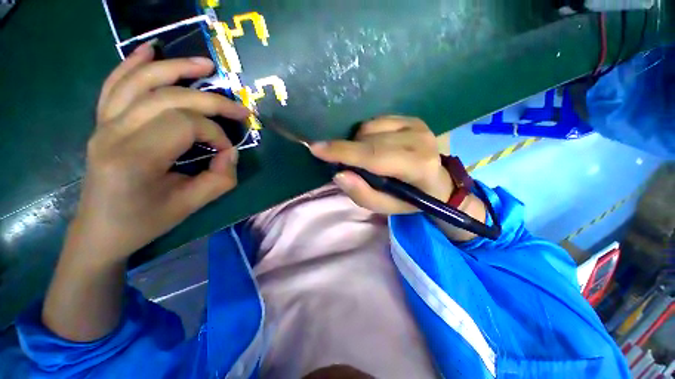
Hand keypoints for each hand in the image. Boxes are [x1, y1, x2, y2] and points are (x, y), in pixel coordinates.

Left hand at [73, 41, 249, 264]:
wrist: (101, 230)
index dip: (215, 134)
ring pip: (141, 82)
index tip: (226, 151)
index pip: (185, 125)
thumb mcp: (192, 206)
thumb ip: (220, 178)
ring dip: (176, 68)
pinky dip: (132, 64)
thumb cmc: (146, 221)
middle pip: (169, 98)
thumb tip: (230, 151)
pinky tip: (150, 50)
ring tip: (205, 65)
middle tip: (240, 108)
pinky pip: (115, 84)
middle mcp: (114, 133)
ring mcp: (103, 124)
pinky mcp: (101, 122)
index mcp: (134, 159)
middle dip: (211, 101)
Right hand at [309, 116, 453, 214]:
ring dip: (358, 143)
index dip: (343, 152)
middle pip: (369, 140)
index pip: (374, 156)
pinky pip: (376, 120)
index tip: (316, 148)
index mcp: (418, 167)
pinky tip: (374, 145)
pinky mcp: (412, 118)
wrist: (437, 182)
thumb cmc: (410, 199)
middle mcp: (420, 140)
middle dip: (347, 149)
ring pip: (369, 127)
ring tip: (364, 158)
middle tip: (340, 161)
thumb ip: (363, 194)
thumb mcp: (385, 207)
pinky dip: (367, 134)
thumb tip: (339, 174)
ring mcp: (417, 125)